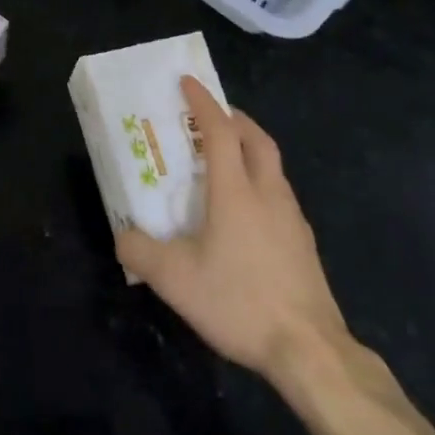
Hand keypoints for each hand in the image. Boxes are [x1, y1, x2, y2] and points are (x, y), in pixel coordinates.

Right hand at [116, 77, 351, 382]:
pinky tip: (246, 211)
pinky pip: (279, 193)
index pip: (220, 131)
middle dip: (233, 118)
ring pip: (272, 165)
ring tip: (225, 160)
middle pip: (256, 138)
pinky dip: (260, 181)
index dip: (203, 102)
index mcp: (235, 191)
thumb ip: (140, 252)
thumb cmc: (240, 302)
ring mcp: (292, 218)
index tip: (187, 82)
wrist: (311, 352)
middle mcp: (267, 193)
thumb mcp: (175, 281)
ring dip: (250, 148)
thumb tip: (122, 235)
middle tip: (210, 117)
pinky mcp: (304, 243)